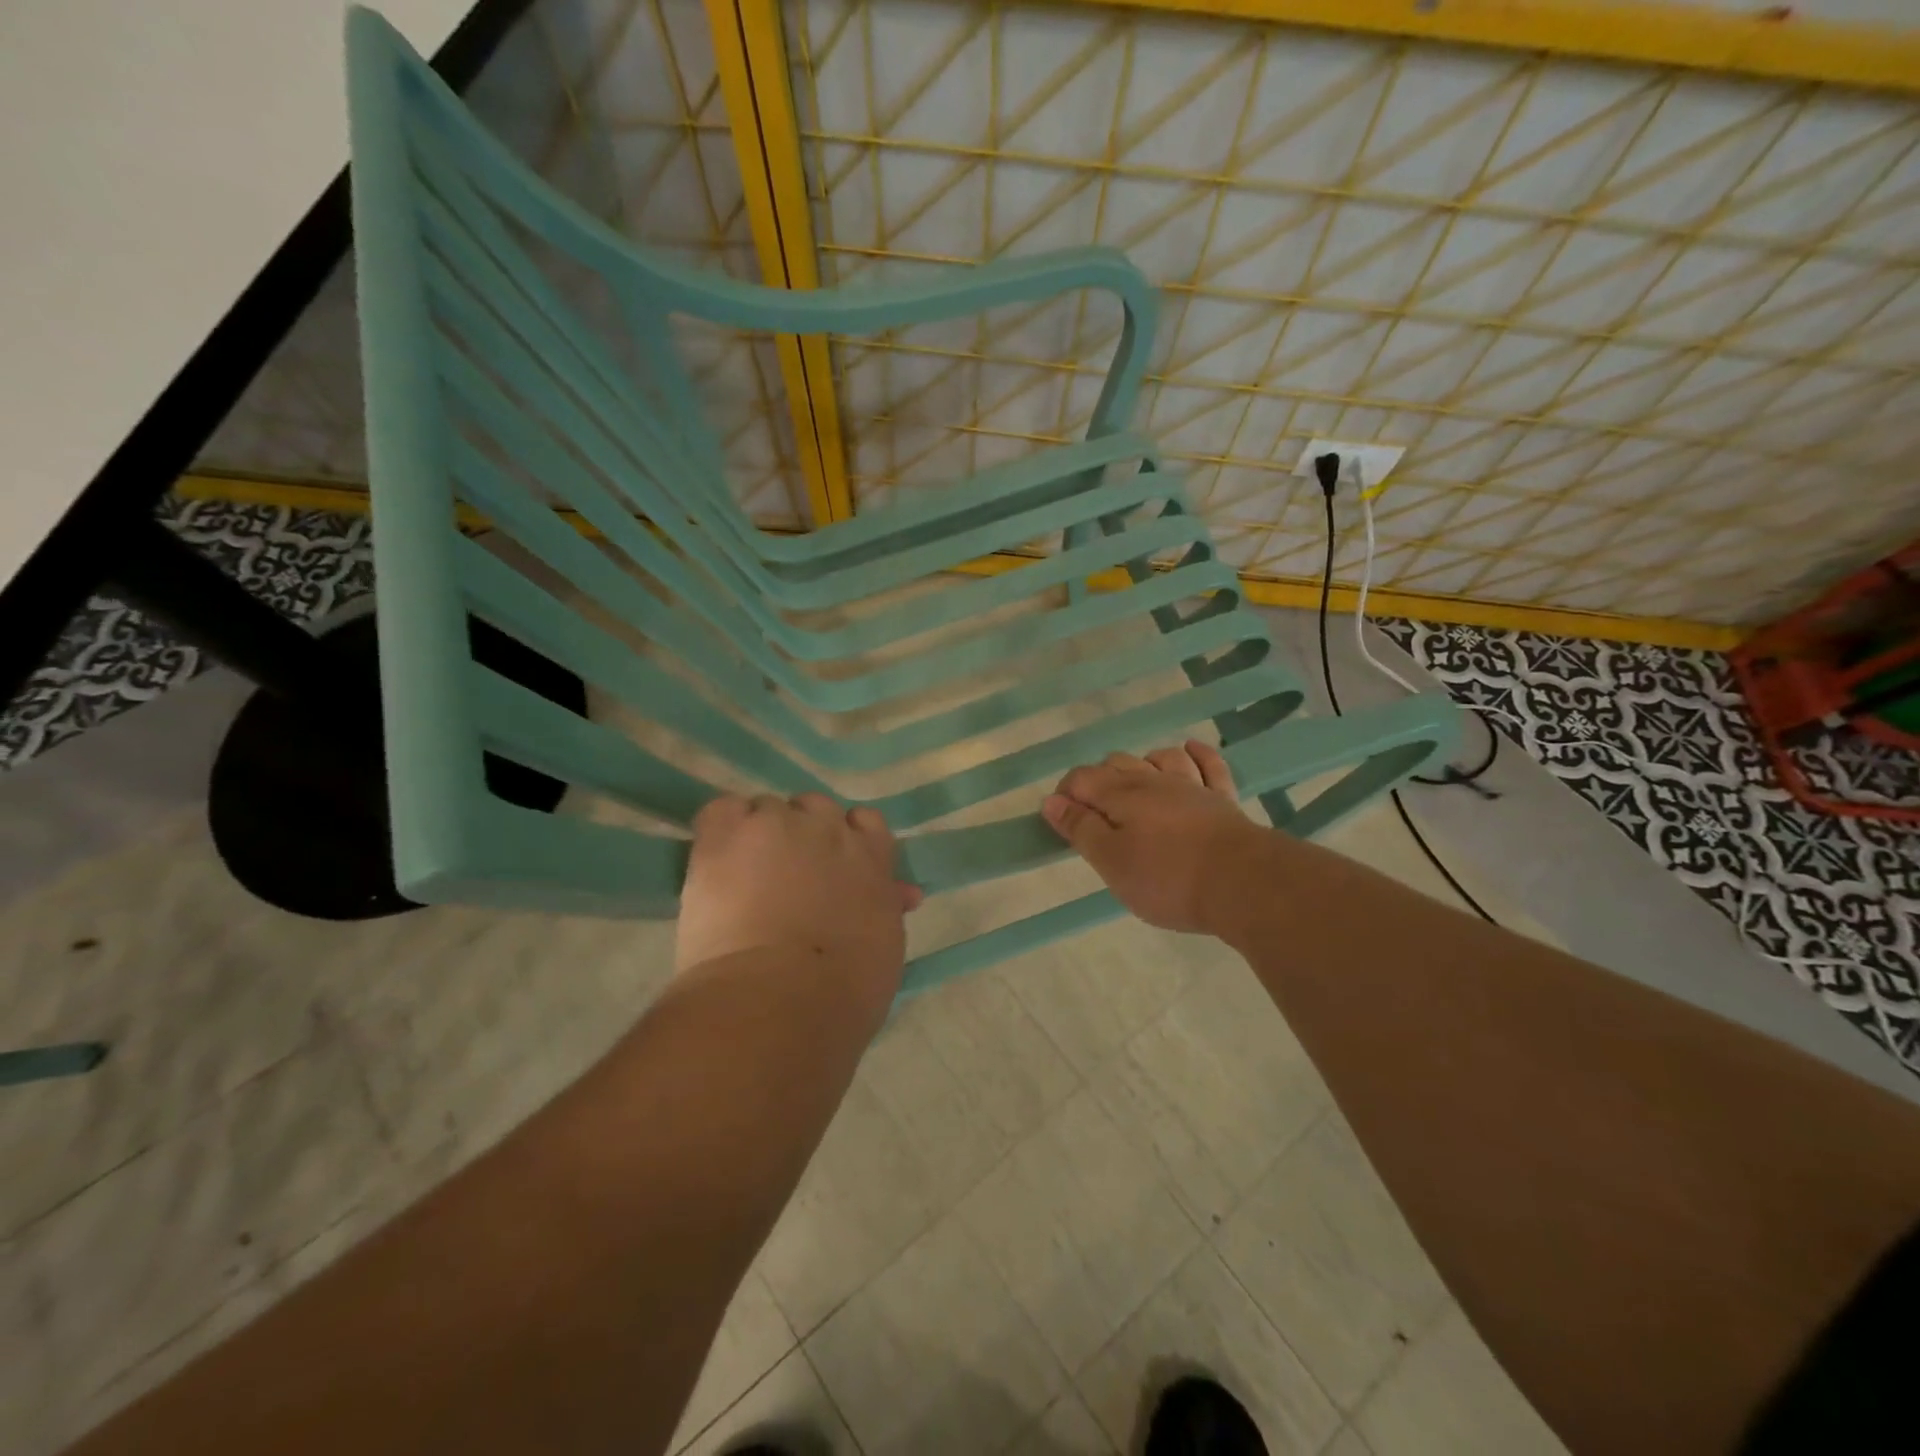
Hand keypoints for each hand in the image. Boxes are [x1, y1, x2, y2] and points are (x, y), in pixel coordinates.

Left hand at [677, 794, 922, 988]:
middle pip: (814, 809)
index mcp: (871, 857)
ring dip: (759, 834)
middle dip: (801, 834)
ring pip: (767, 810)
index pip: (865, 822)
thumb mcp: (883, 945)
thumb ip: (885, 907)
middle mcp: (828, 828)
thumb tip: (900, 893)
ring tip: (742, 876)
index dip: (847, 839)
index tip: (833, 866)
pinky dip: (720, 828)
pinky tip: (716, 859)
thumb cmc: (843, 991)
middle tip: (786, 875)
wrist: (780, 997)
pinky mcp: (727, 833)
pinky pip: (723, 809)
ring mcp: (777, 825)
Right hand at [1042, 740, 1265, 934]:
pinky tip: (1190, 750)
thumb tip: (1051, 801)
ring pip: (1161, 758)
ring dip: (1142, 763)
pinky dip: (1197, 754)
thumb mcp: (1112, 862)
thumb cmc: (1167, 878)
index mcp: (1121, 795)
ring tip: (1134, 783)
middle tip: (1093, 813)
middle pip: (1117, 763)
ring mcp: (1191, 785)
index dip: (1066, 795)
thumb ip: (1080, 829)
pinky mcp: (1222, 799)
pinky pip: (1209, 765)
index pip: (1081, 779)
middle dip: (1098, 780)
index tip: (1061, 821)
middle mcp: (1153, 780)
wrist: (1242, 883)